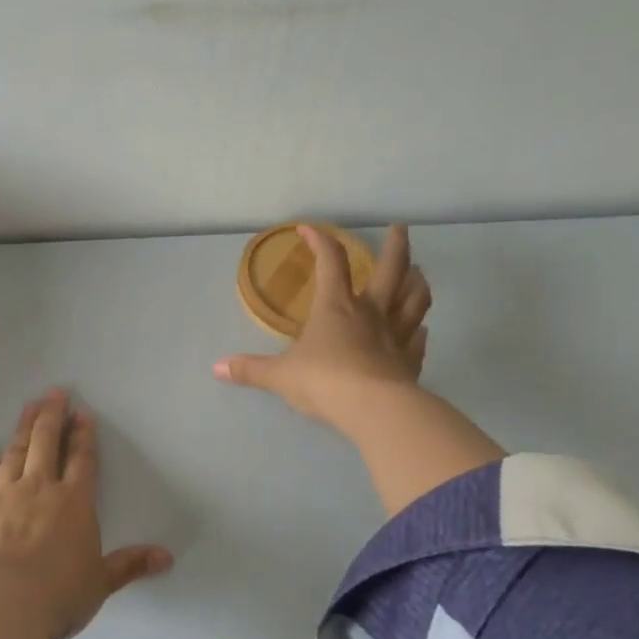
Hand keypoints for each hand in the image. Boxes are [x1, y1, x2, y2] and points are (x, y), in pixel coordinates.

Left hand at [0, 390, 172, 638]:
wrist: (0, 605)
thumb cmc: (58, 595)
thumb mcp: (100, 582)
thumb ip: (129, 565)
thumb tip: (167, 557)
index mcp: (74, 503)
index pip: (82, 460)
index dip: (83, 435)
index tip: (81, 412)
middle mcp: (39, 490)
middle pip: (46, 443)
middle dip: (51, 416)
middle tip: (54, 392)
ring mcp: (2, 496)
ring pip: (14, 453)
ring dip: (22, 428)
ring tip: (27, 406)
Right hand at [213, 224, 430, 431]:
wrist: (374, 410)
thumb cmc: (324, 381)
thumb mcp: (280, 375)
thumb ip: (251, 369)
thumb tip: (216, 368)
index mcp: (336, 306)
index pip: (330, 261)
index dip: (320, 241)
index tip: (309, 229)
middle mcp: (371, 312)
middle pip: (391, 269)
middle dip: (395, 246)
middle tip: (400, 228)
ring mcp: (396, 336)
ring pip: (414, 300)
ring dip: (417, 283)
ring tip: (419, 273)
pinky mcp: (411, 362)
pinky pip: (419, 341)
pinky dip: (420, 332)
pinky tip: (421, 331)